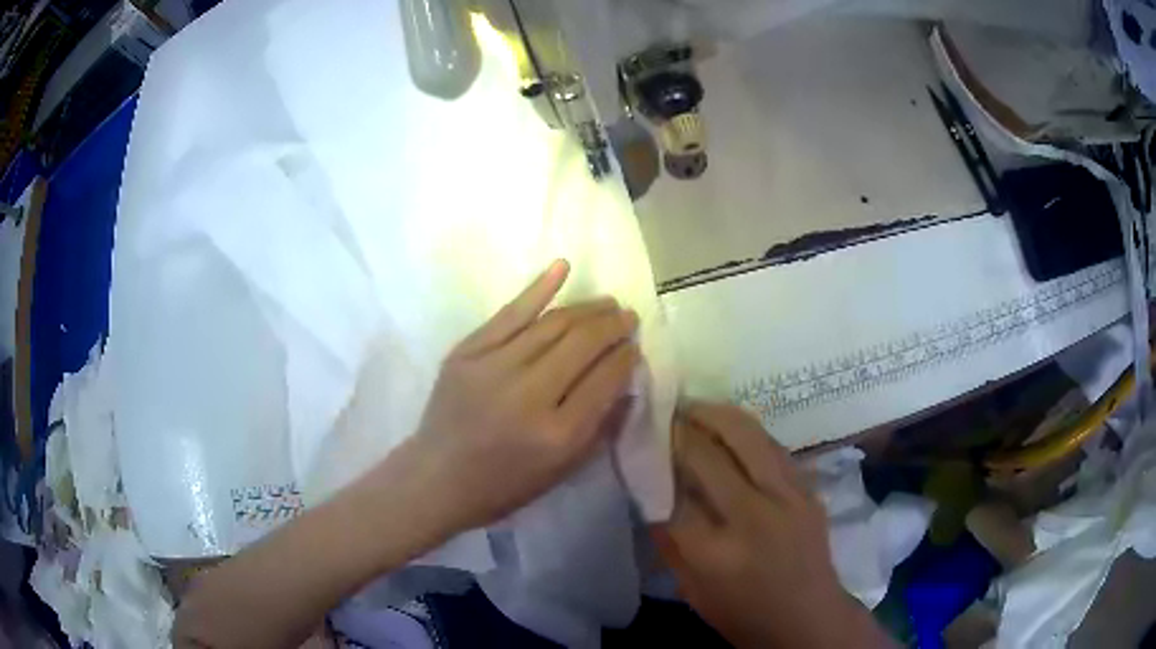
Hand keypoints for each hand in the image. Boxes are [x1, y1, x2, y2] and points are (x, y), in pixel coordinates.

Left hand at [410, 259, 639, 532]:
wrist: (437, 476)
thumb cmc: (504, 484)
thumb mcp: (562, 471)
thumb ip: (600, 425)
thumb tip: (624, 377)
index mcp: (558, 434)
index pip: (605, 379)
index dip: (626, 357)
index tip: (634, 347)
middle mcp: (529, 395)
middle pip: (582, 344)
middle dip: (612, 326)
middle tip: (627, 317)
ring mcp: (493, 368)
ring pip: (552, 324)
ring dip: (586, 309)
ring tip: (606, 303)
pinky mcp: (467, 352)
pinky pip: (509, 313)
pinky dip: (538, 288)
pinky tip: (563, 267)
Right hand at [652, 402, 891, 647]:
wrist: (808, 617)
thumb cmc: (742, 614)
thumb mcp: (691, 589)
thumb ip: (669, 541)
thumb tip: (652, 491)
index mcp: (716, 552)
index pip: (672, 493)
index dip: (651, 462)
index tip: (636, 441)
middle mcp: (754, 516)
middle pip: (708, 454)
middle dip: (679, 428)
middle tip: (662, 413)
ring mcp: (788, 497)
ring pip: (747, 434)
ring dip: (715, 414)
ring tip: (693, 407)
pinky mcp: (808, 488)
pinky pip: (773, 445)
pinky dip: (746, 431)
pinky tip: (730, 427)